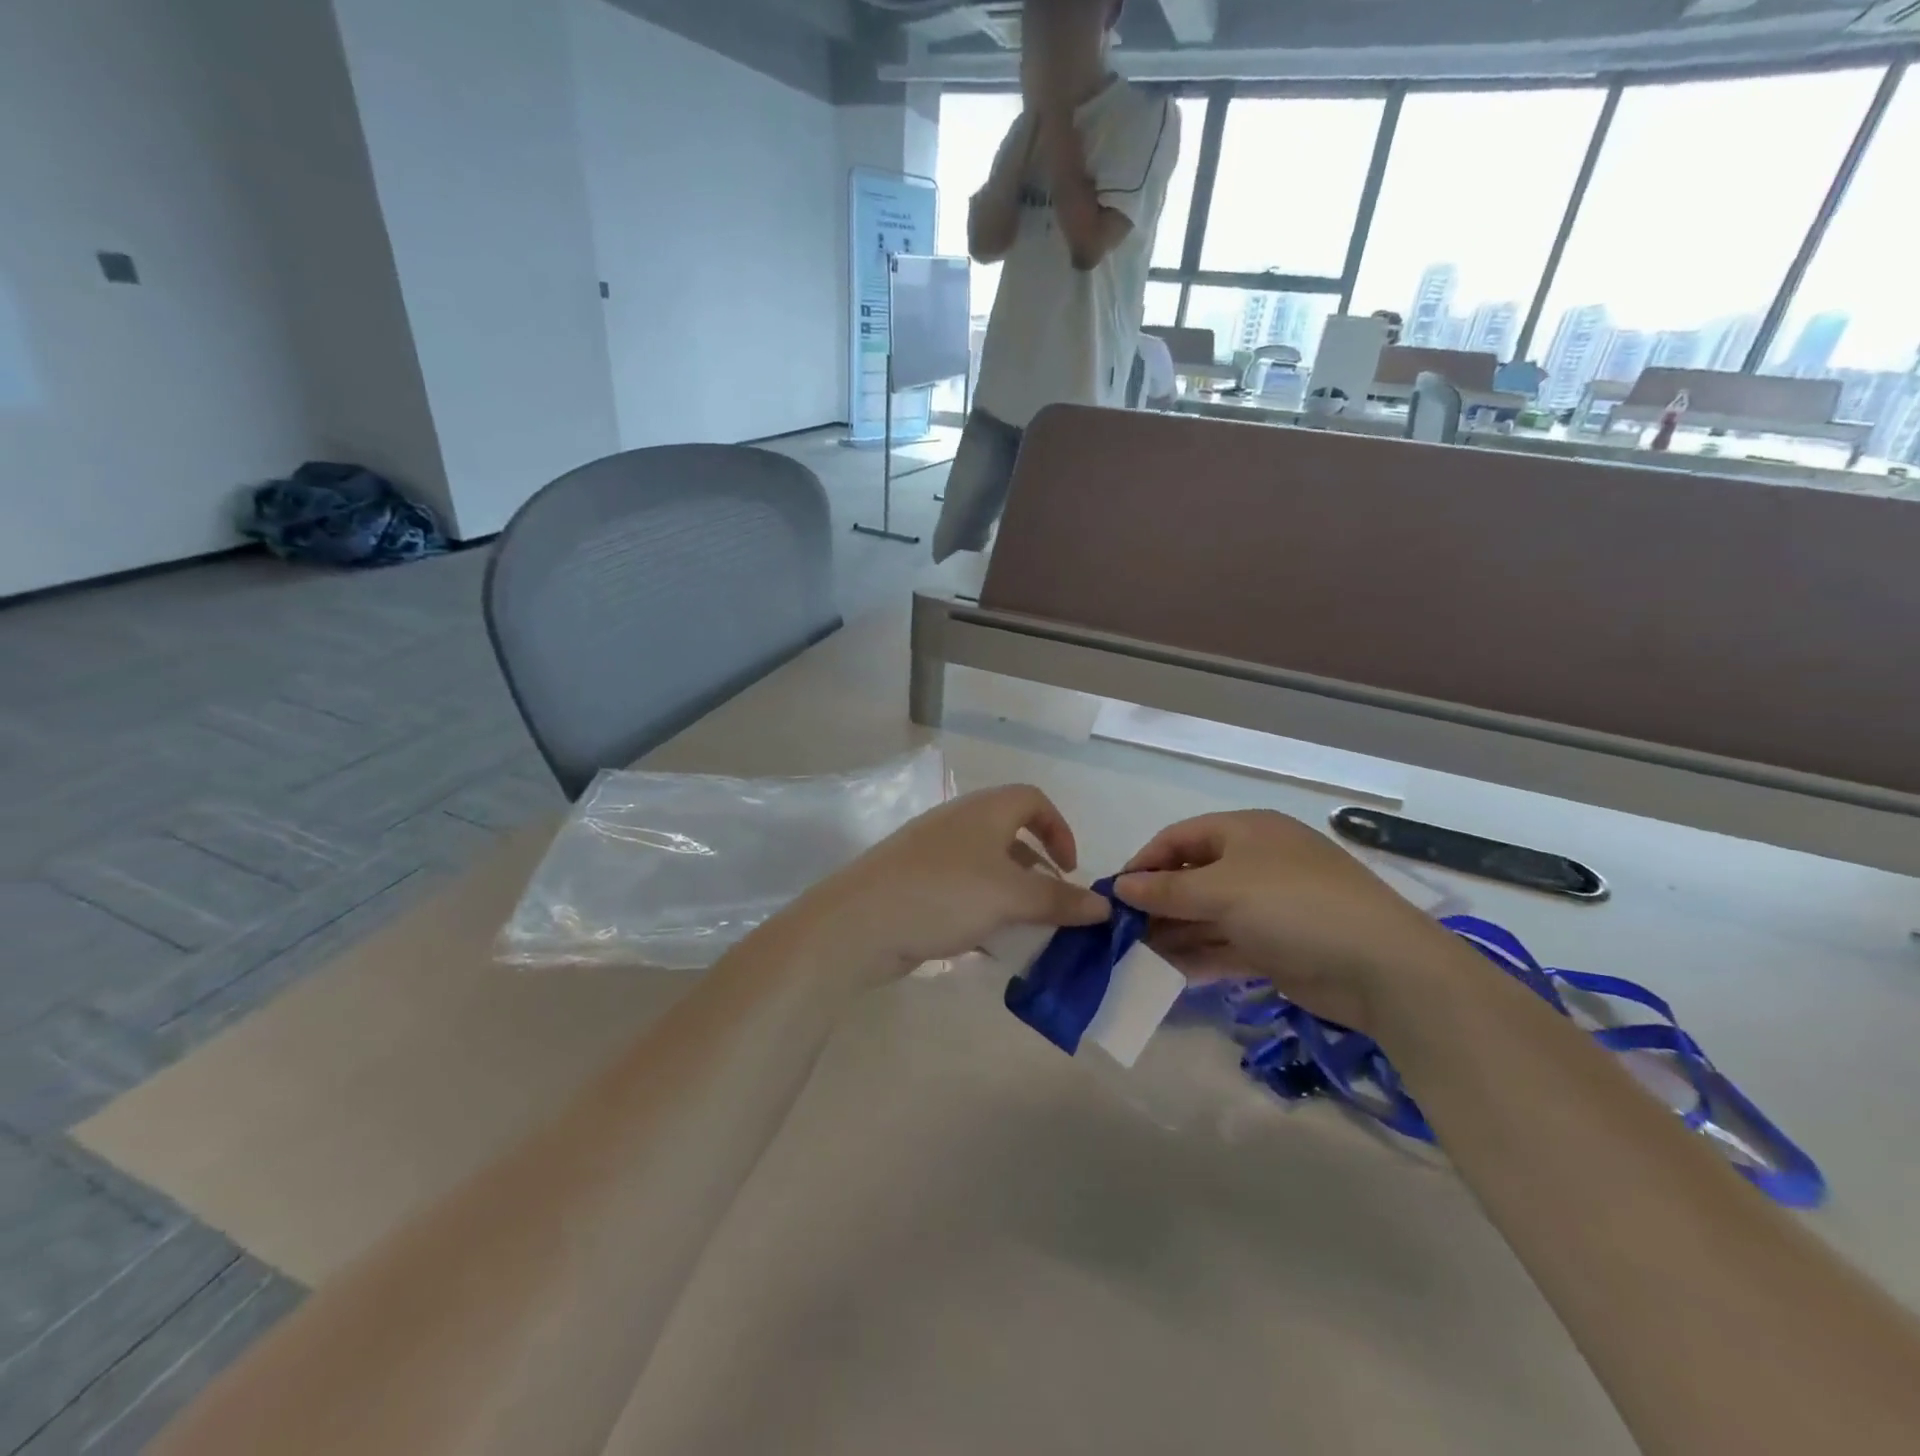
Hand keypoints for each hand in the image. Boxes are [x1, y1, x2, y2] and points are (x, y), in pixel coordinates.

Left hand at [797, 786, 1109, 988]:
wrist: (859, 922)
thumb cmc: (944, 894)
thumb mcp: (1010, 896)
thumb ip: (1059, 899)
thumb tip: (1105, 906)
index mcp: (984, 811)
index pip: (1033, 800)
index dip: (1059, 829)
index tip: (1071, 870)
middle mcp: (959, 823)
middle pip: (1011, 835)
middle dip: (1038, 871)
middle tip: (1053, 907)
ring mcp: (933, 854)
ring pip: (986, 868)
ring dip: (1012, 897)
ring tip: (1027, 932)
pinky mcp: (915, 885)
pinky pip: (962, 892)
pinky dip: (983, 912)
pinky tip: (989, 947)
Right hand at [1113, 811, 1464, 1035]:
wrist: (1382, 967)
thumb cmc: (1293, 906)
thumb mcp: (1222, 891)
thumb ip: (1167, 890)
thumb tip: (1120, 887)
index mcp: (1245, 832)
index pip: (1179, 838)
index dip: (1145, 862)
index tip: (1114, 894)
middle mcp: (1255, 863)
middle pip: (1192, 877)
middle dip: (1157, 903)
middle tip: (1120, 932)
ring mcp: (1268, 906)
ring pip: (1207, 915)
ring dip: (1173, 933)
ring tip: (1135, 957)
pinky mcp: (1277, 945)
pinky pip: (1226, 945)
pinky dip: (1199, 956)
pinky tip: (1168, 973)